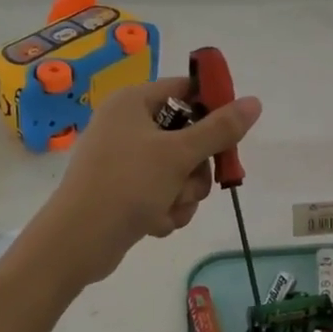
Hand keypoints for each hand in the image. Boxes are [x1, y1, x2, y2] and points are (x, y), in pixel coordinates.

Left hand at [31, 78, 262, 288]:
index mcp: (133, 102)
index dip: (212, 109)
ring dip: (184, 193)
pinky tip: (155, 223)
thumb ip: (220, 129)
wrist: (78, 241)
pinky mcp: (124, 190)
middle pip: (187, 135)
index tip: (230, 134)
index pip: (185, 90)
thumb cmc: (127, 185)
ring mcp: (124, 160)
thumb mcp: (179, 154)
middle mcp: (127, 125)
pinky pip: (162, 192)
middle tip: (193, 180)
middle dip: (196, 167)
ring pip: (179, 170)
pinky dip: (166, 208)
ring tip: (169, 207)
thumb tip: (254, 102)